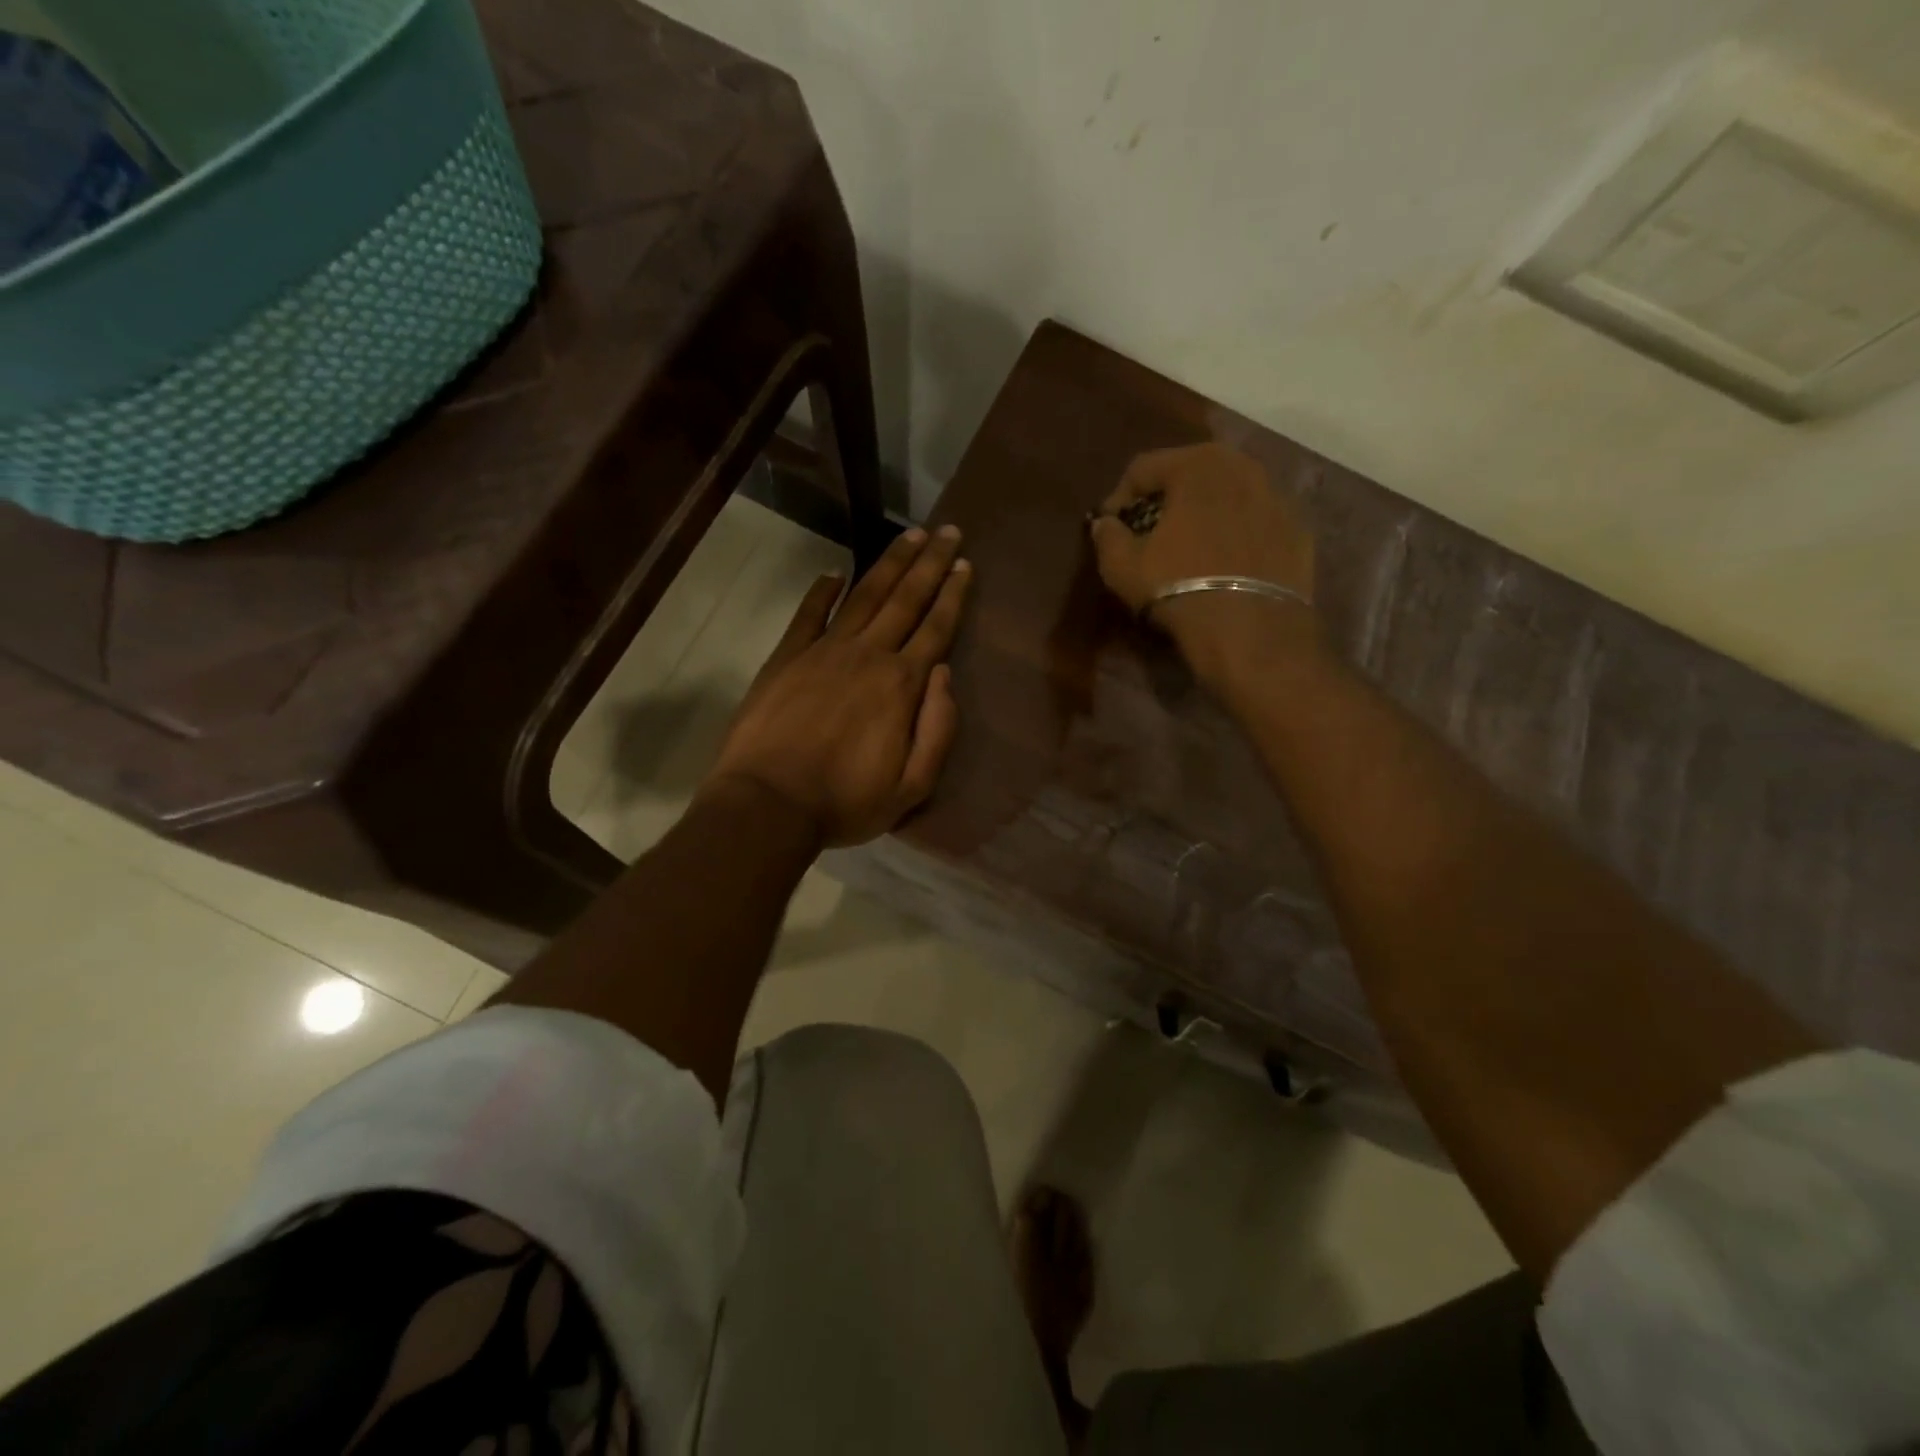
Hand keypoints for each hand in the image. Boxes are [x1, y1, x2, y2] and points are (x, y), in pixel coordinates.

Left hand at [703, 526, 971, 846]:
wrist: (769, 804)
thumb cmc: (845, 802)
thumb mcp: (912, 786)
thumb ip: (938, 729)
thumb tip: (945, 675)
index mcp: (901, 685)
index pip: (936, 629)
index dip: (953, 595)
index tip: (965, 565)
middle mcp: (867, 655)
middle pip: (905, 599)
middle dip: (930, 563)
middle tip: (948, 531)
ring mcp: (823, 651)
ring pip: (864, 596)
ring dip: (889, 564)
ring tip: (910, 536)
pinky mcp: (786, 657)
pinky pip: (808, 614)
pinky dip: (822, 591)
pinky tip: (834, 572)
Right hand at [1089, 444, 1318, 683]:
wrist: (1252, 631)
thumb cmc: (1179, 588)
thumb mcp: (1123, 566)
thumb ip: (1108, 536)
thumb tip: (1105, 523)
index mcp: (1197, 465)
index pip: (1144, 468)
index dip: (1119, 497)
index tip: (1110, 526)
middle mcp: (1243, 467)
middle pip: (1191, 474)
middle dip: (1166, 499)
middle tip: (1150, 531)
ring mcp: (1278, 497)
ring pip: (1228, 496)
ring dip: (1205, 514)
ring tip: (1190, 547)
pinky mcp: (1298, 531)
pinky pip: (1256, 523)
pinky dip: (1237, 535)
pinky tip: (1225, 565)